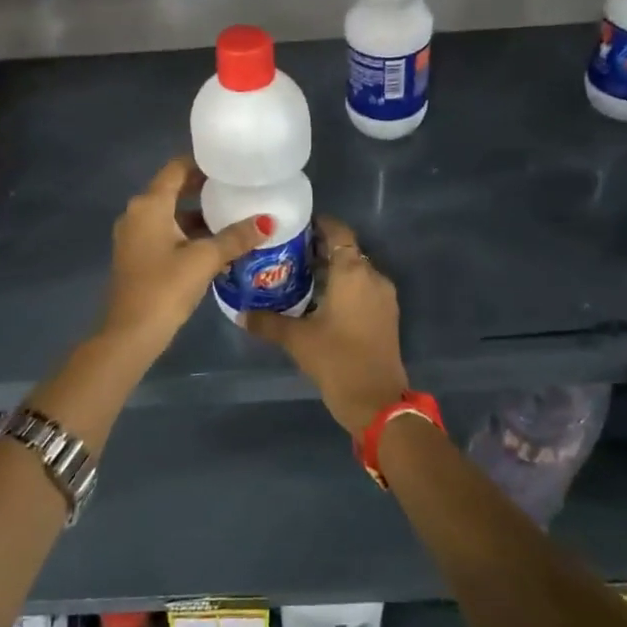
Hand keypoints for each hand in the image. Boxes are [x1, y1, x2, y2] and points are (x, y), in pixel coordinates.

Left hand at [101, 156, 267, 352]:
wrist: (130, 334)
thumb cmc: (165, 288)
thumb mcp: (205, 259)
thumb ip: (236, 237)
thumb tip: (267, 222)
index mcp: (149, 205)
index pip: (176, 168)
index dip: (202, 162)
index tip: (230, 163)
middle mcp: (136, 213)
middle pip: (172, 189)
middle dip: (203, 188)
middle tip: (236, 188)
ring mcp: (133, 236)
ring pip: (169, 214)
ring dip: (197, 214)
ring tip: (232, 215)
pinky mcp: (136, 256)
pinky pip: (164, 232)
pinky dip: (187, 232)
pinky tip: (214, 244)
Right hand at [247, 217, 409, 436]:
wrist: (378, 402)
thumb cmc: (337, 360)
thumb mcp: (297, 340)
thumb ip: (268, 322)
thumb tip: (240, 314)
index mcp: (352, 272)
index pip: (338, 232)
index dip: (318, 224)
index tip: (294, 226)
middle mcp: (372, 276)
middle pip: (346, 250)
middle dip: (320, 249)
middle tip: (288, 254)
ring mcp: (383, 296)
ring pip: (356, 270)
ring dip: (332, 270)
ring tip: (300, 277)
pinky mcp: (386, 315)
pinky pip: (363, 288)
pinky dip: (344, 287)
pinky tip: (320, 301)